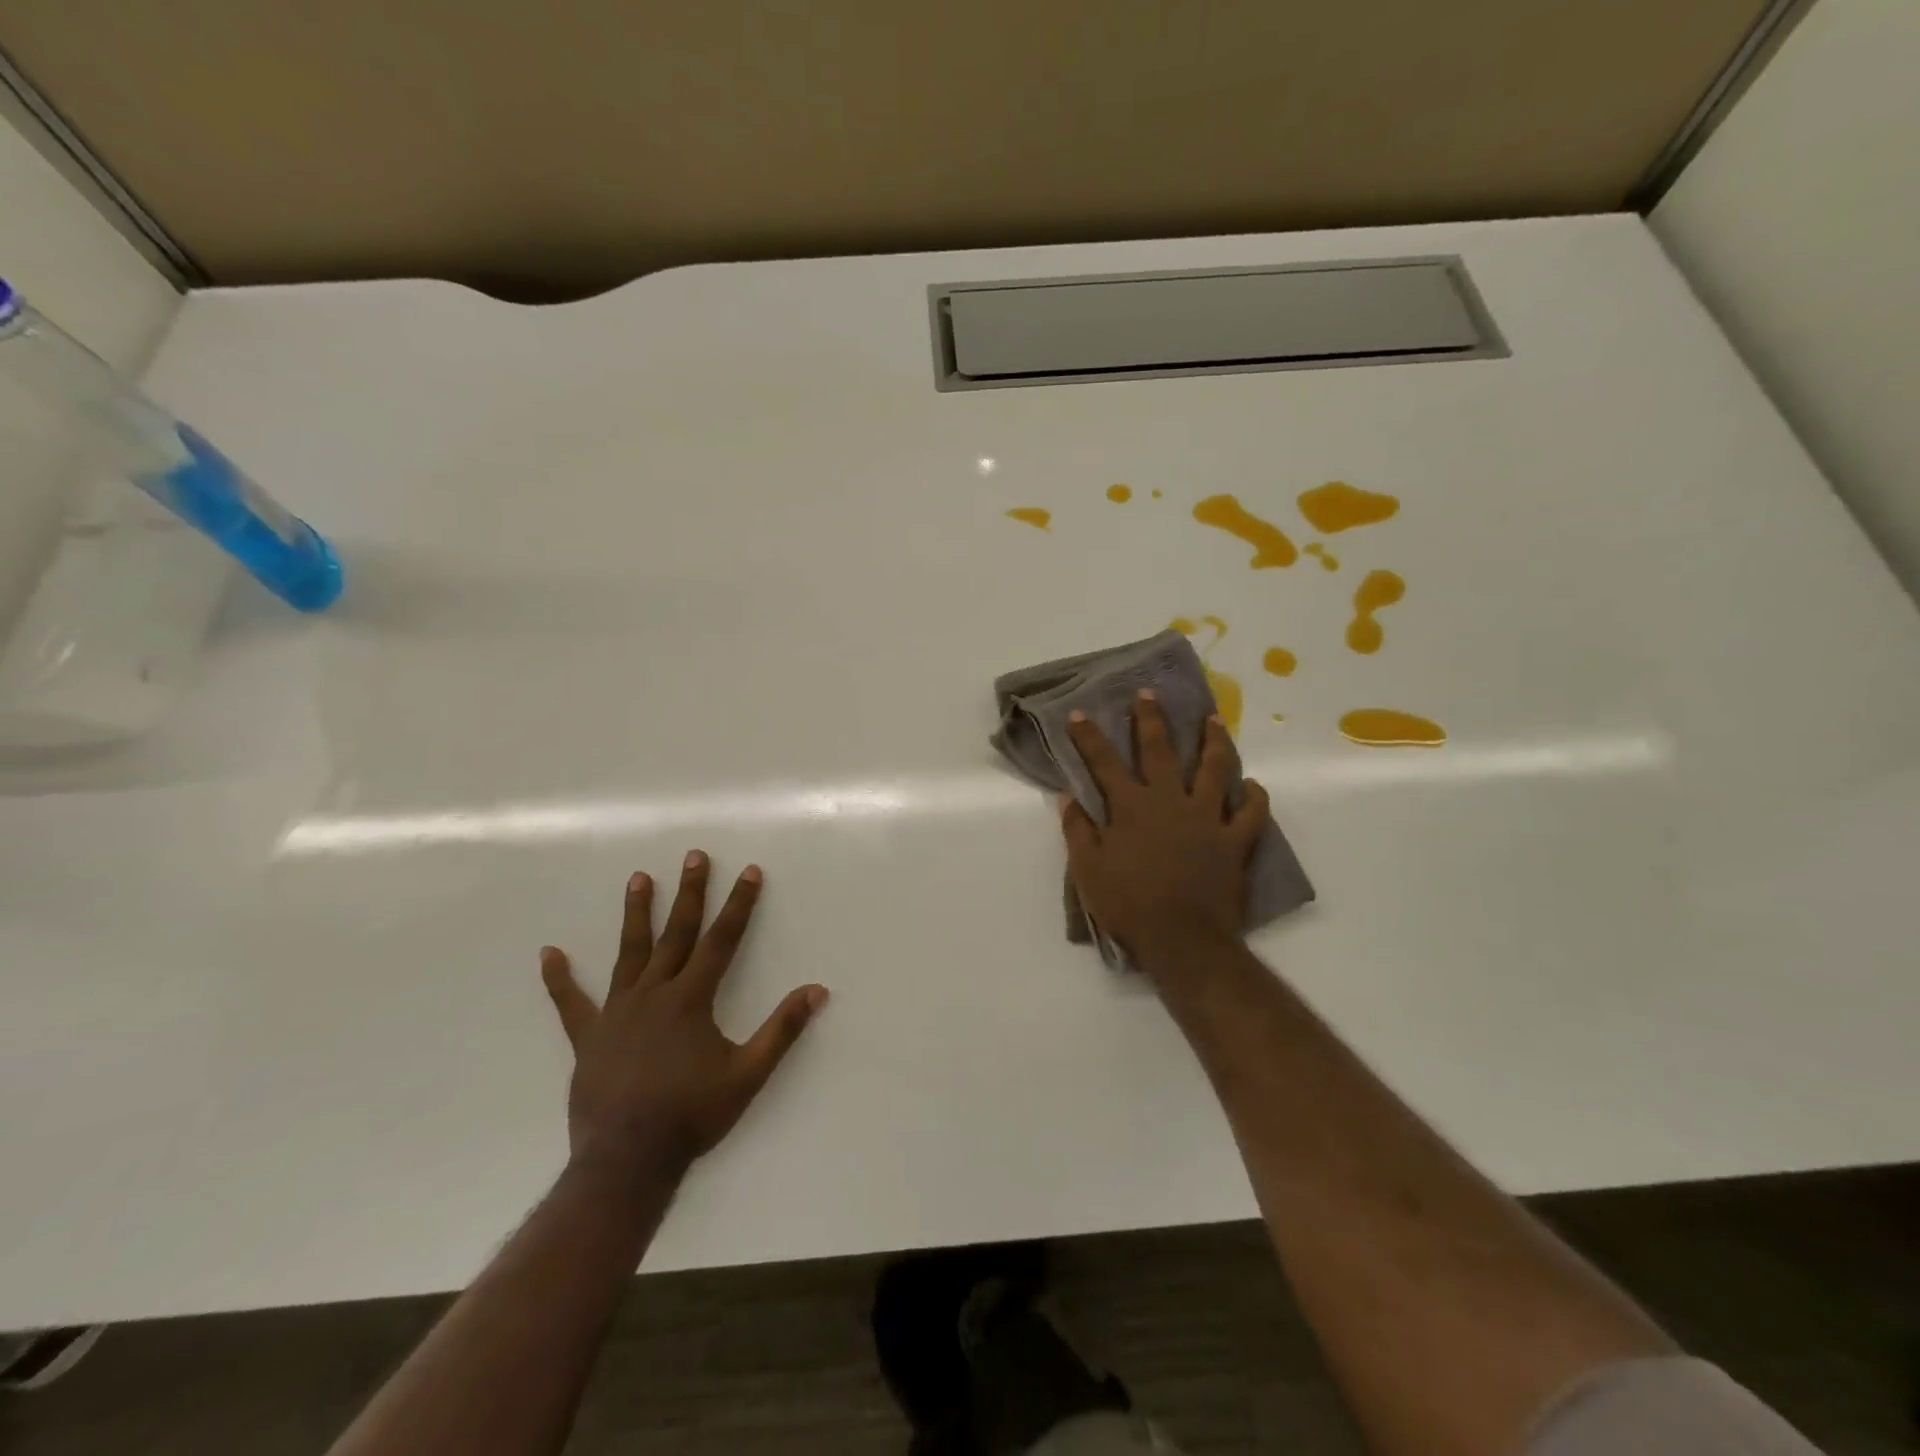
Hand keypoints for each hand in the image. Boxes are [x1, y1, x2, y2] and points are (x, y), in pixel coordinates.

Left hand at [539, 851, 827, 1179]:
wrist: (627, 1160)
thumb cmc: (692, 1114)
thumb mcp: (748, 1074)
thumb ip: (783, 1029)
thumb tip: (818, 991)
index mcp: (691, 999)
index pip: (722, 940)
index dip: (739, 904)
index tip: (749, 871)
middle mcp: (654, 994)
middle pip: (676, 933)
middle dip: (689, 893)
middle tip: (693, 856)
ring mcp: (617, 1013)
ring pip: (629, 953)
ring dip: (636, 914)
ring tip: (638, 878)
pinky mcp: (589, 1038)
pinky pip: (571, 1003)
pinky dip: (560, 978)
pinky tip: (549, 953)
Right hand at [1061, 690, 1270, 972]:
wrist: (1182, 939)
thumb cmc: (1128, 905)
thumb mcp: (1088, 870)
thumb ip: (1078, 830)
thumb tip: (1067, 796)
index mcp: (1131, 807)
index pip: (1103, 762)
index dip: (1088, 736)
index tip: (1079, 713)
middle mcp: (1169, 801)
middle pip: (1160, 750)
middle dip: (1150, 719)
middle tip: (1149, 693)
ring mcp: (1206, 818)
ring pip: (1214, 769)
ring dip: (1213, 741)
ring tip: (1213, 720)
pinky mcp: (1234, 840)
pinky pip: (1250, 813)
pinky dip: (1254, 797)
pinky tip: (1252, 785)